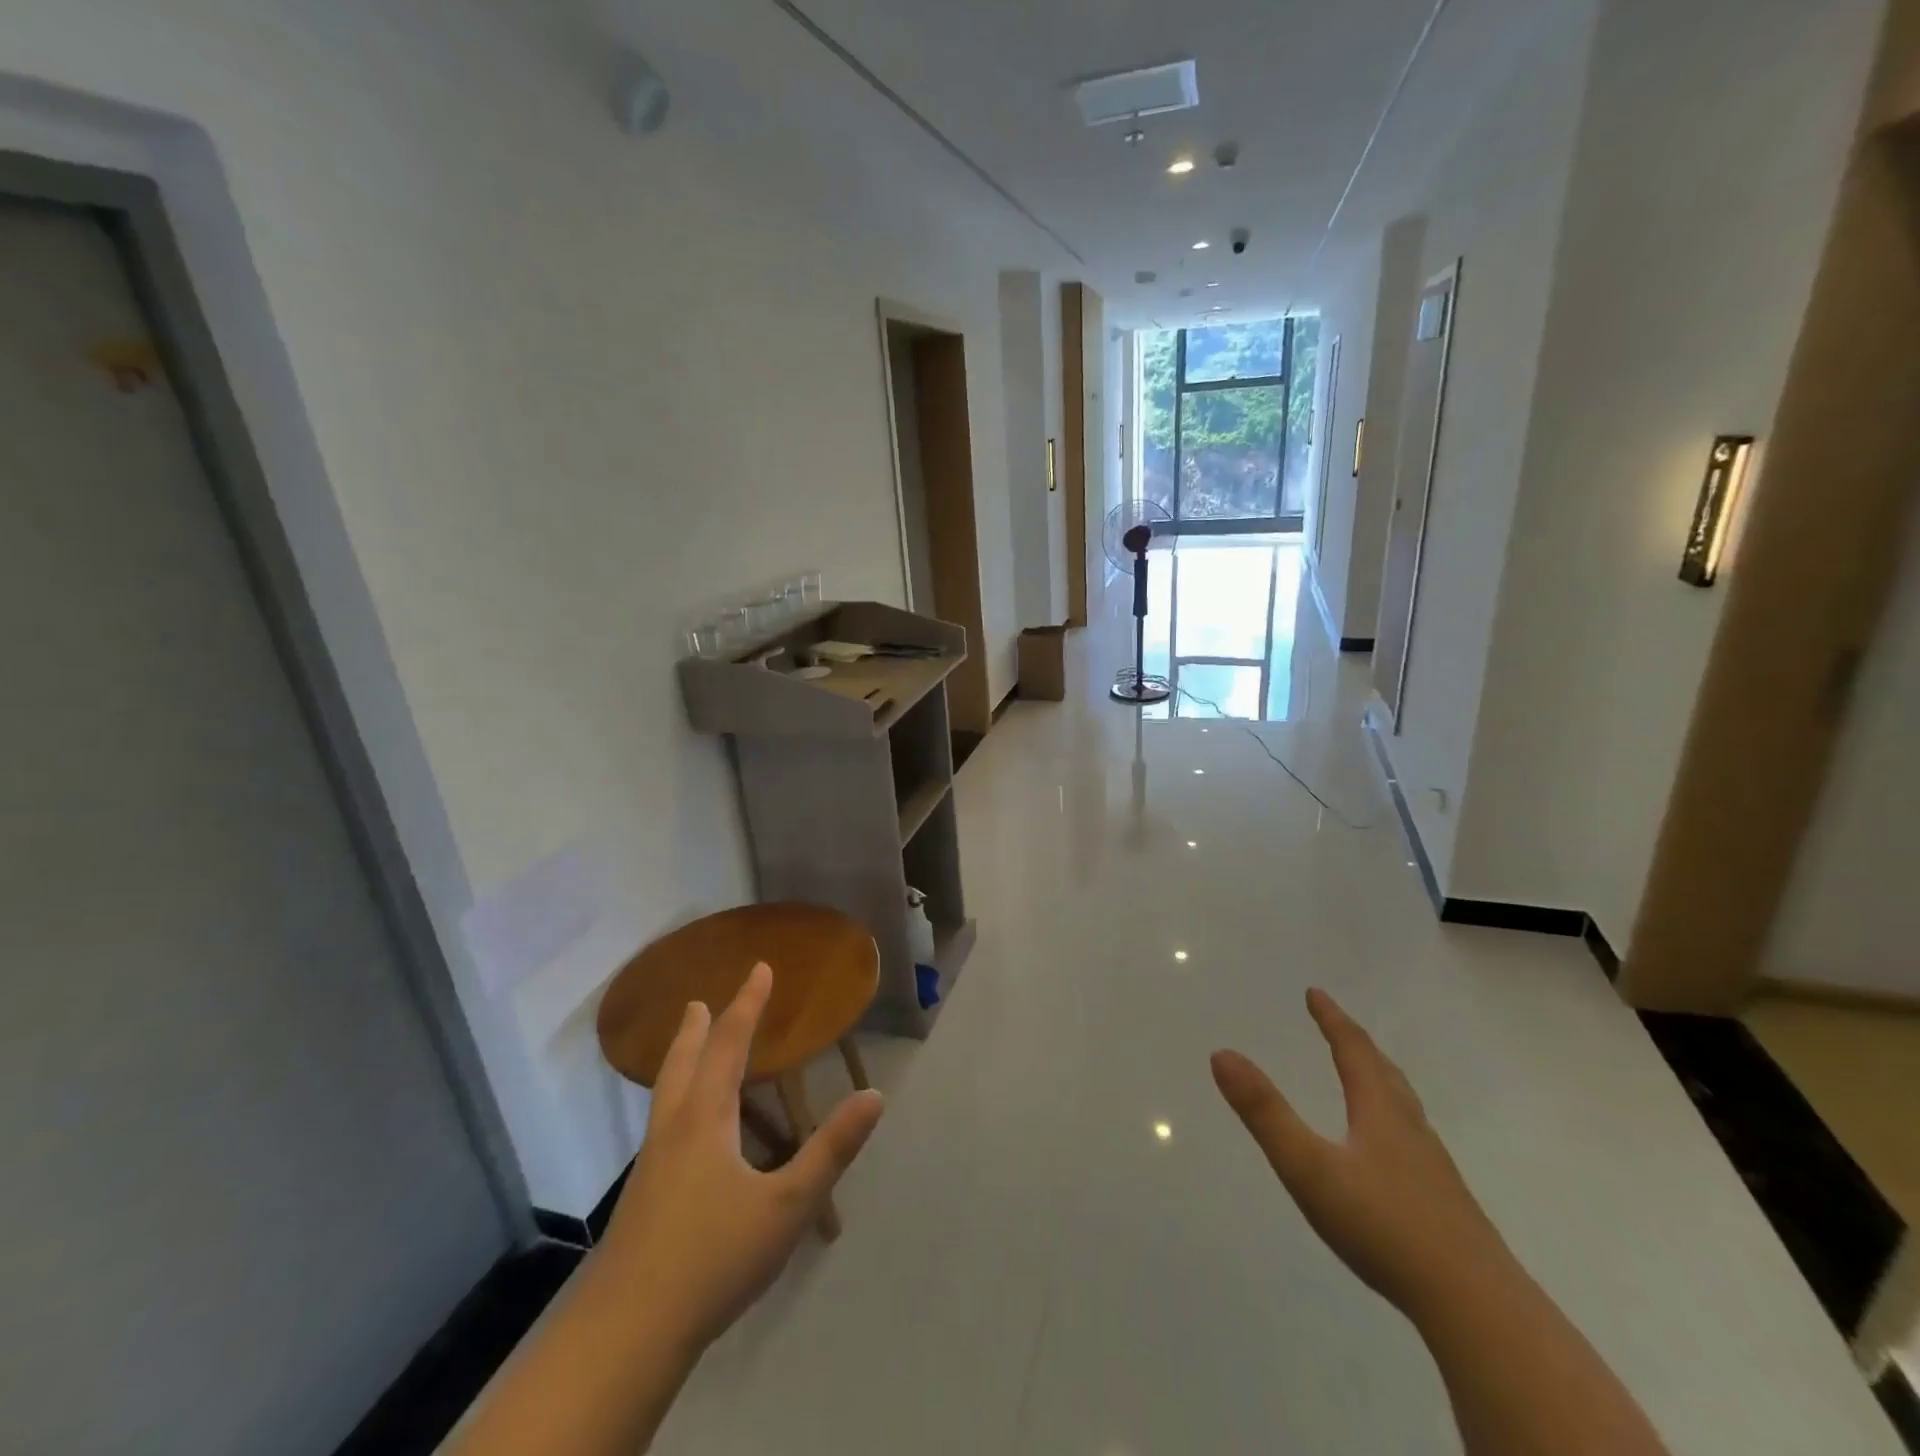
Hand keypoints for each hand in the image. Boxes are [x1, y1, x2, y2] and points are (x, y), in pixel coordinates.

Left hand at [599, 962, 884, 1355]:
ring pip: (665, 1094)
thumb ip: (831, 1150)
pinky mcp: (642, 1197)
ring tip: (687, 1048)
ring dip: (679, 1061)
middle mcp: (674, 1129)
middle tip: (698, 1002)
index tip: (760, 969)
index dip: (748, 1004)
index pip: (730, 1045)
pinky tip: (684, 1132)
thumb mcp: (787, 1206)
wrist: (627, 1333)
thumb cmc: (713, 1258)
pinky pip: (662, 1124)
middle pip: (683, 1062)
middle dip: (697, 1029)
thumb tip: (874, 1096)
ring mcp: (651, 1164)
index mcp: (706, 1118)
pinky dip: (675, 1099)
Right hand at [1211, 988, 1513, 1319]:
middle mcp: (1410, 1130)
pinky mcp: (1445, 1205)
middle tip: (1337, 1024)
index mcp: (1380, 1112)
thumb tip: (1222, 1053)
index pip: (1353, 1051)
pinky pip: (1413, 1140)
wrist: (1479, 1309)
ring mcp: (1433, 1168)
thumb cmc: (1385, 1227)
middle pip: (1384, 1073)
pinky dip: (1393, 1119)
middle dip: (1357, 1043)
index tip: (1315, 993)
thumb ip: (1265, 1113)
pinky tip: (1390, 1151)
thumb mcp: (1309, 1168)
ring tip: (1366, 1074)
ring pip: (1404, 1107)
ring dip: (1380, 1078)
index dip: (1332, 1020)